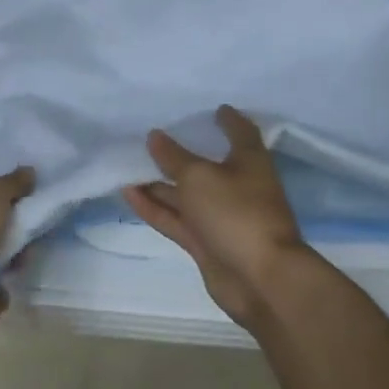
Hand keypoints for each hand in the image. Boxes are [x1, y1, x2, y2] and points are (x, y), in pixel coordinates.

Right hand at [123, 106, 329, 329]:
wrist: (260, 279)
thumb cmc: (237, 213)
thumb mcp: (199, 177)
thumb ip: (173, 157)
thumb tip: (155, 136)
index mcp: (249, 161)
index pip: (240, 132)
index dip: (227, 120)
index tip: (213, 109)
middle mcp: (237, 186)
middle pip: (207, 164)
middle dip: (182, 153)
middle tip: (152, 136)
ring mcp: (221, 217)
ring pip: (186, 194)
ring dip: (159, 182)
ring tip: (128, 165)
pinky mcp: (206, 242)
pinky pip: (176, 219)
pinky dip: (154, 207)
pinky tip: (129, 193)